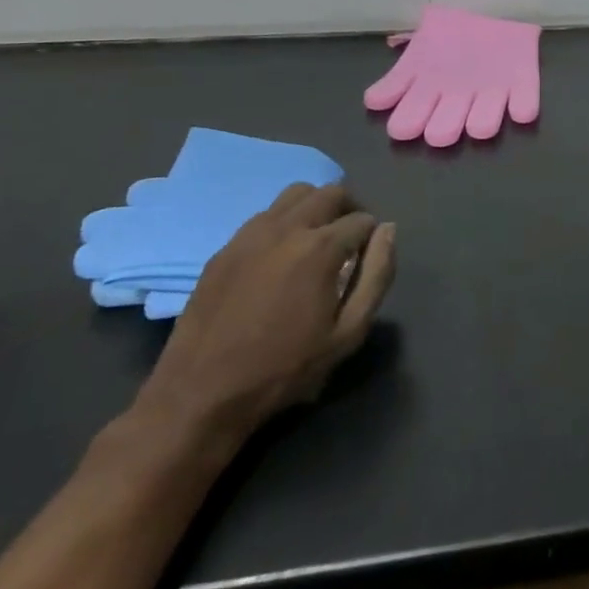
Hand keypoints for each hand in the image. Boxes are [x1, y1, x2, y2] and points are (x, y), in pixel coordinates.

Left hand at [132, 183, 395, 450]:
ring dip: (316, 208)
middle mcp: (285, 229)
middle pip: (330, 193)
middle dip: (350, 209)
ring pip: (294, 195)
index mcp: (320, 248)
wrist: (200, 396)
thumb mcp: (349, 331)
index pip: (363, 220)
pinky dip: (284, 223)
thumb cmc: (285, 367)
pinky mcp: (224, 250)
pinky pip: (264, 217)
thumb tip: (388, 231)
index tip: (367, 261)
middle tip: (351, 240)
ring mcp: (249, 236)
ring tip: (318, 240)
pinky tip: (281, 257)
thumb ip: (377, 275)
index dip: (373, 238)